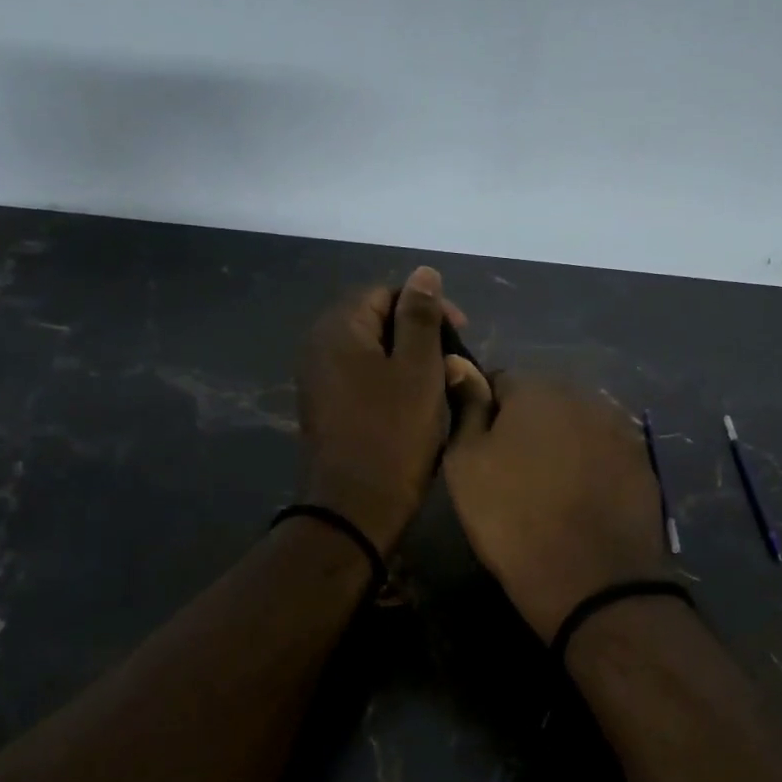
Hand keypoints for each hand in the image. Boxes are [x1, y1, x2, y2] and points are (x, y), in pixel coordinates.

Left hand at [297, 266, 463, 554]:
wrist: (355, 508)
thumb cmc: (393, 433)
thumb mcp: (417, 369)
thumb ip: (420, 317)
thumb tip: (423, 273)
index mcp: (339, 329)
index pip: (386, 293)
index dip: (427, 306)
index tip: (460, 333)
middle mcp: (320, 347)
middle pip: (377, 320)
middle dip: (421, 334)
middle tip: (455, 362)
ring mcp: (320, 380)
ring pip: (374, 352)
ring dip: (411, 361)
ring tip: (442, 384)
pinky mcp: (328, 408)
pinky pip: (364, 379)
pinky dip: (393, 383)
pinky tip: (418, 405)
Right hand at [442, 369, 667, 640]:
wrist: (592, 579)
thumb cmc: (513, 518)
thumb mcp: (467, 464)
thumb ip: (467, 408)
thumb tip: (459, 363)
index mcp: (537, 388)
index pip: (499, 380)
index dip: (484, 412)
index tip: (480, 449)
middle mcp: (584, 395)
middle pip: (543, 401)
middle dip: (526, 425)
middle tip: (512, 472)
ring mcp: (620, 427)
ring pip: (576, 426)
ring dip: (561, 444)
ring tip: (549, 489)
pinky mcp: (642, 461)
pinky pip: (604, 452)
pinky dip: (591, 466)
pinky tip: (582, 500)